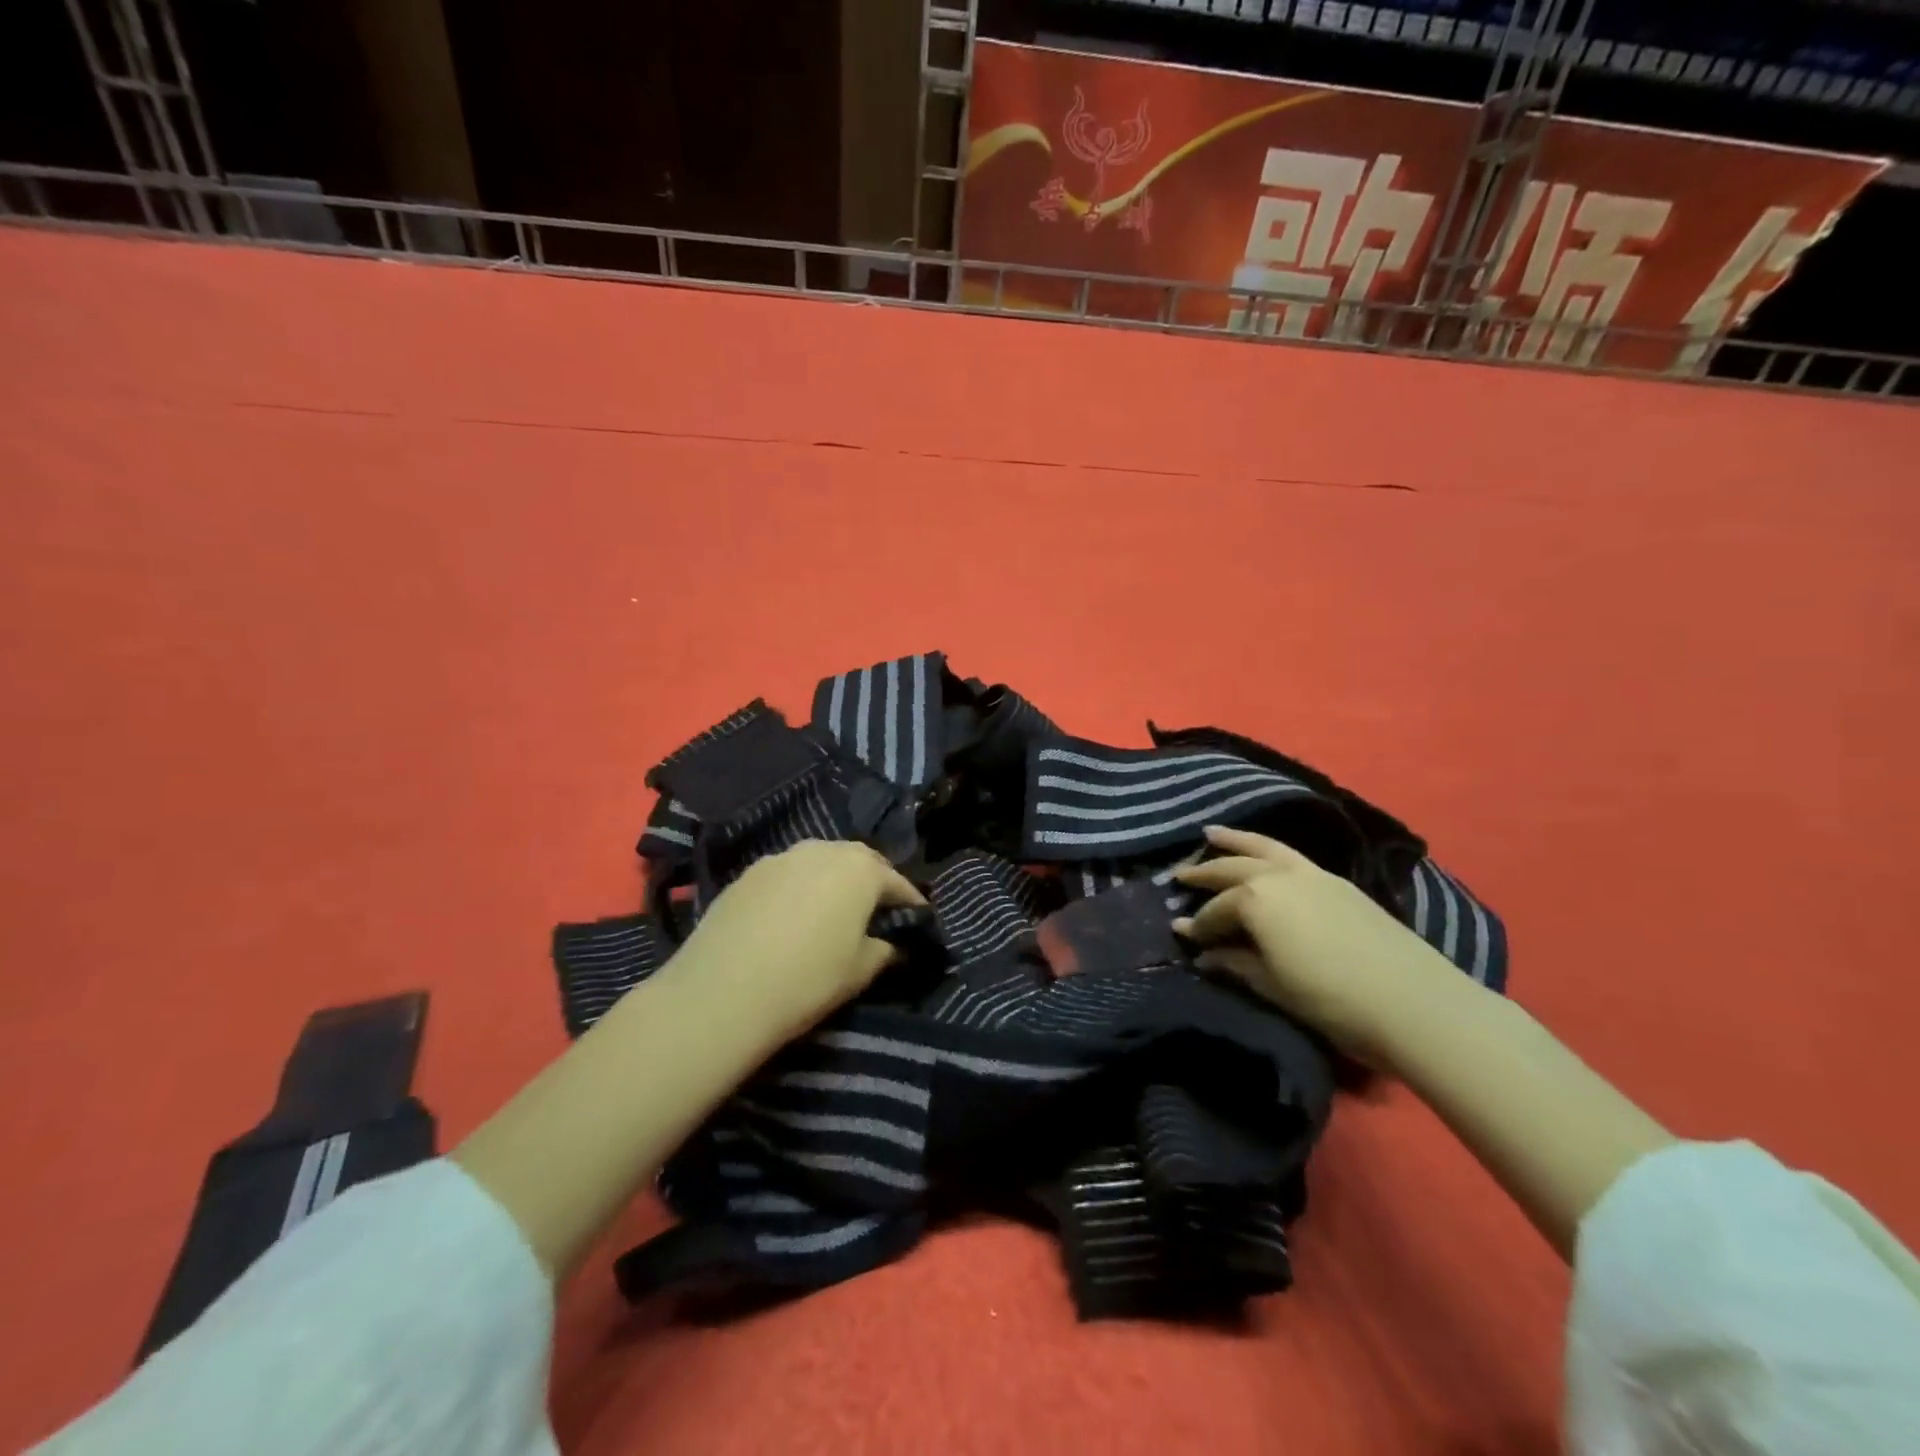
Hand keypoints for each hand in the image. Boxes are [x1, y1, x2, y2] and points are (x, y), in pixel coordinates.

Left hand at [666, 840, 926, 1042]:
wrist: (722, 991)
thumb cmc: (808, 979)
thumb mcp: (860, 971)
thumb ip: (884, 950)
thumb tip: (890, 943)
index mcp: (860, 869)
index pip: (896, 882)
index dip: (910, 901)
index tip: (918, 918)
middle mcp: (823, 850)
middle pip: (857, 861)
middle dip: (871, 881)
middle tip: (876, 909)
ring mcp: (781, 857)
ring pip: (819, 861)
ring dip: (831, 880)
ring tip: (832, 909)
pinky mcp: (747, 873)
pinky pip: (786, 874)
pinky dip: (797, 888)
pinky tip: (791, 915)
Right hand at [1173, 826, 1466, 1069]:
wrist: (1414, 1003)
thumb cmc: (1332, 1000)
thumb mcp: (1273, 986)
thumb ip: (1235, 964)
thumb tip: (1205, 955)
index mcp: (1256, 900)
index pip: (1215, 911)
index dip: (1197, 926)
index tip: (1180, 935)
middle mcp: (1278, 876)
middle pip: (1232, 869)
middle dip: (1203, 872)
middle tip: (1179, 875)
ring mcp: (1311, 873)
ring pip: (1263, 847)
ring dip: (1234, 841)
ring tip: (1211, 833)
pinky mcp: (1337, 881)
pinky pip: (1289, 854)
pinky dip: (1266, 849)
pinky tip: (1264, 857)